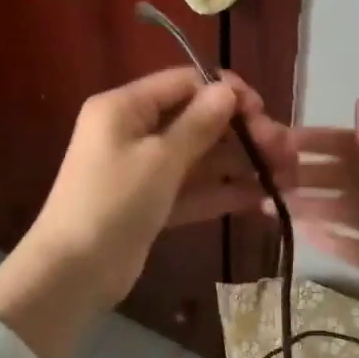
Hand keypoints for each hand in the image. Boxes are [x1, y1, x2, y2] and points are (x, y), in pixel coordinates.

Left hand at [25, 67, 291, 305]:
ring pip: (201, 156)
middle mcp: (135, 130)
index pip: (185, 82)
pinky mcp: (153, 202)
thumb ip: (199, 123)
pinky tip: (263, 198)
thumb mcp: (160, 159)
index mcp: (126, 107)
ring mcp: (144, 169)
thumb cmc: (114, 203)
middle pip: (198, 120)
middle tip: (283, 149)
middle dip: (242, 133)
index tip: (261, 111)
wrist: (72, 275)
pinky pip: (194, 188)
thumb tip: (228, 89)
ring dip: (241, 164)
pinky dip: (224, 191)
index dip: (225, 92)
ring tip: (286, 175)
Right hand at [281, 89, 358, 357]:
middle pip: (341, 178)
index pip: (349, 146)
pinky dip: (329, 237)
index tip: (276, 143)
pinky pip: (352, 244)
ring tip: (268, 206)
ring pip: (342, 210)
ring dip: (309, 205)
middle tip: (262, 179)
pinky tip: (300, 234)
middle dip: (304, 176)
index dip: (314, 142)